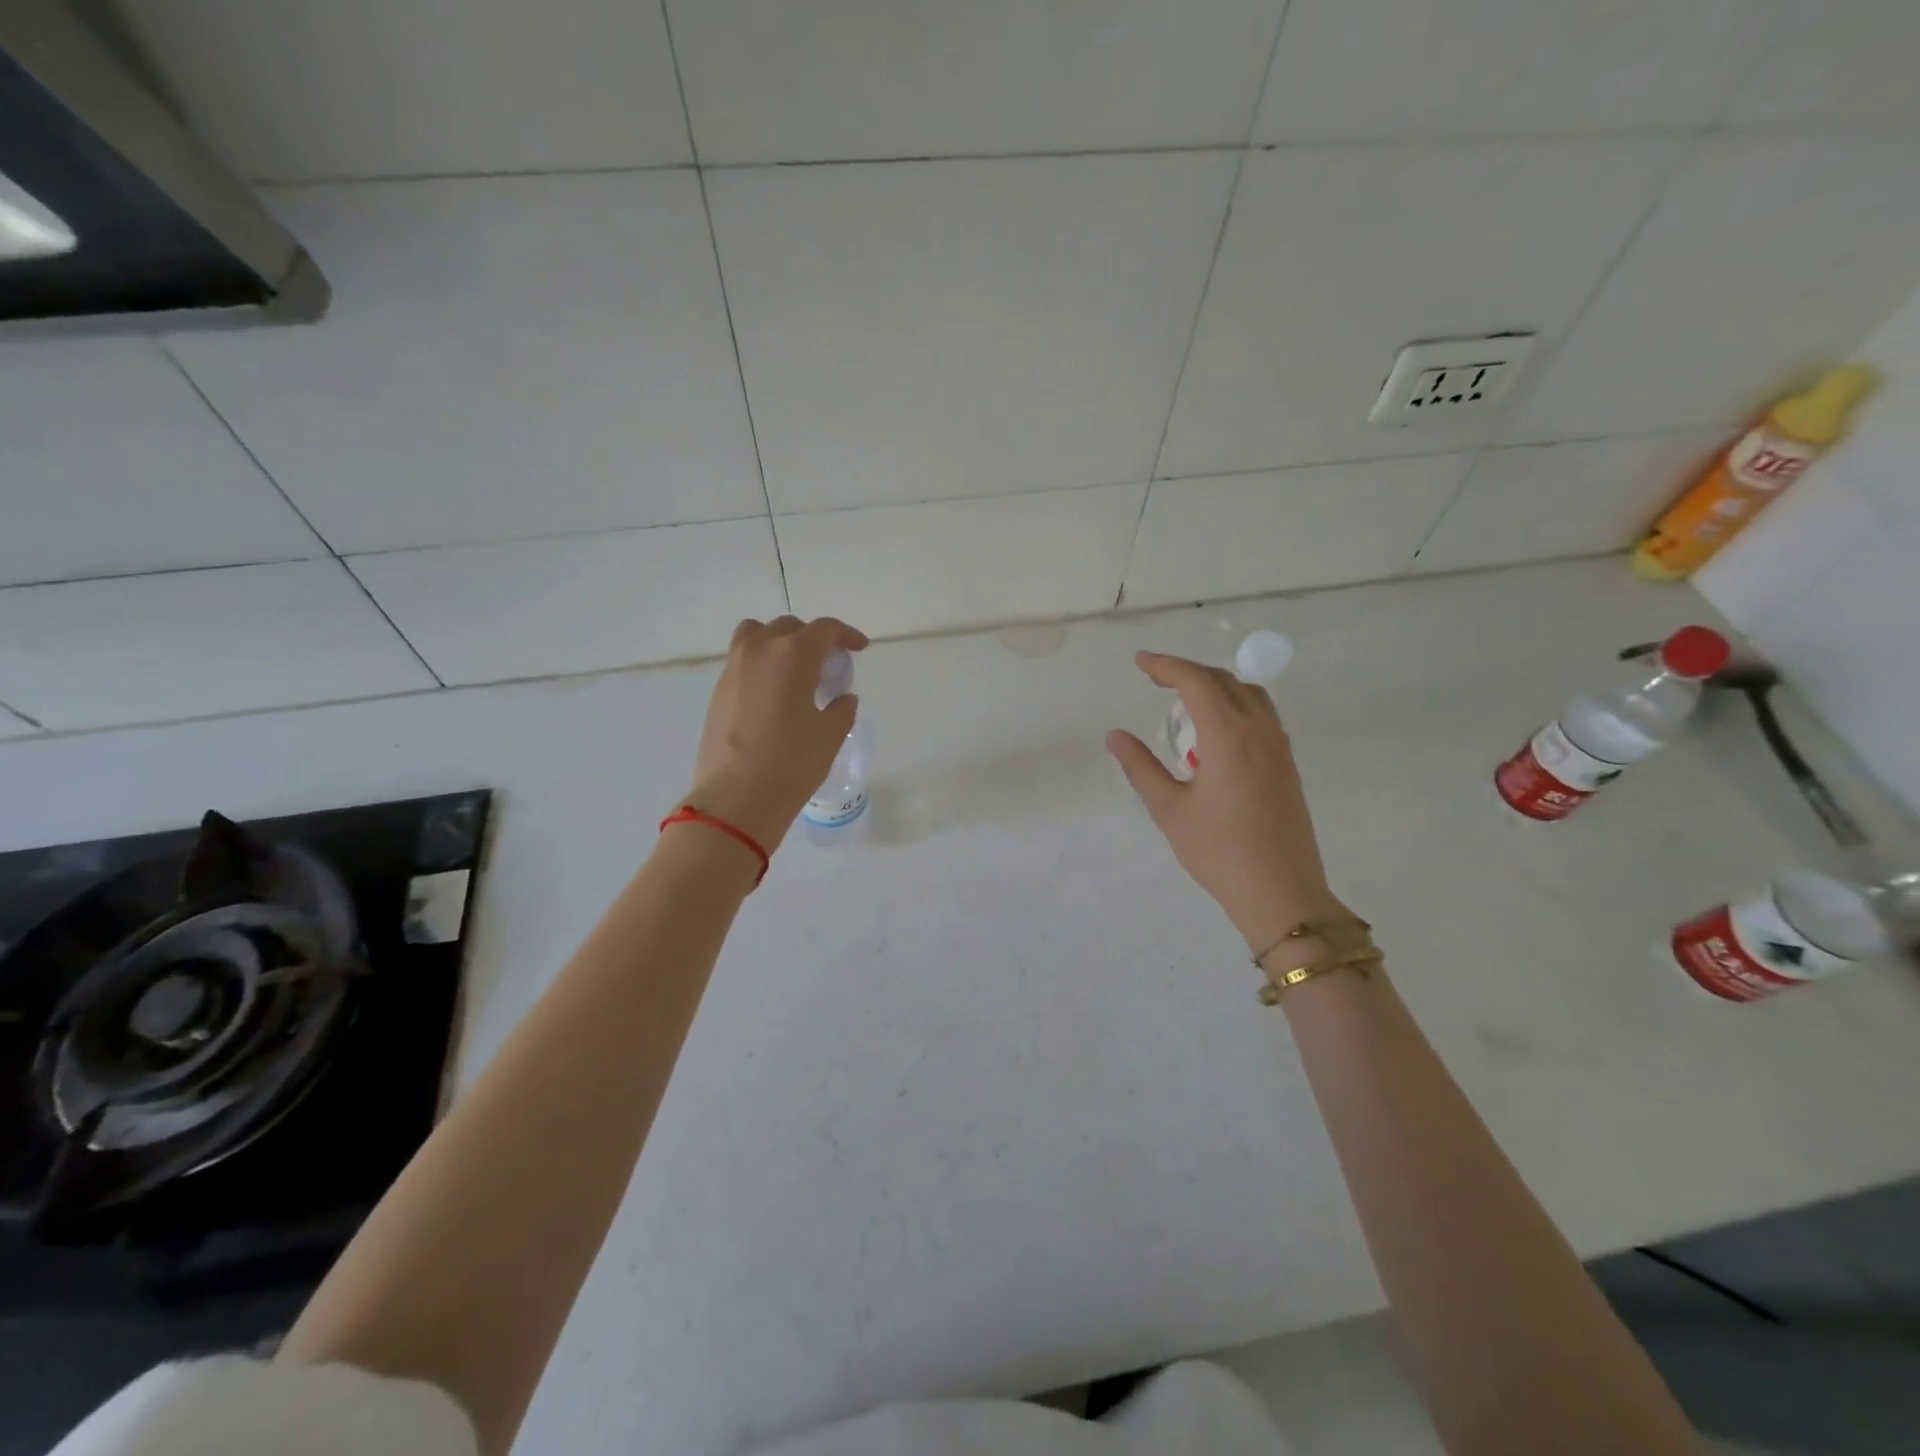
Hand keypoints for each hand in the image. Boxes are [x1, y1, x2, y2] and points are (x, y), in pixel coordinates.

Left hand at [687, 616, 868, 852]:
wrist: (736, 798)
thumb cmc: (791, 763)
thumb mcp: (829, 736)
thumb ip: (841, 710)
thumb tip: (842, 698)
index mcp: (792, 655)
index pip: (824, 630)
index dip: (846, 635)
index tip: (858, 648)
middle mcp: (759, 651)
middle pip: (789, 628)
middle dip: (813, 639)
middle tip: (828, 664)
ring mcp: (733, 669)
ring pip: (757, 635)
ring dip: (780, 643)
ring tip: (794, 670)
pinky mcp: (718, 691)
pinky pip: (743, 660)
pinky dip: (762, 664)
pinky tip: (774, 694)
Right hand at [1107, 652, 1345, 953]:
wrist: (1282, 892)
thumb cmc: (1219, 851)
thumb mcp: (1169, 809)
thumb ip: (1141, 767)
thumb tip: (1115, 736)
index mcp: (1228, 735)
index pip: (1196, 681)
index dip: (1165, 666)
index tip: (1140, 662)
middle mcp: (1259, 730)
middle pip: (1224, 681)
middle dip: (1188, 672)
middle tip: (1155, 680)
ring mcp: (1279, 747)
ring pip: (1249, 695)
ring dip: (1216, 687)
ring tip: (1185, 703)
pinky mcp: (1288, 765)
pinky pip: (1262, 716)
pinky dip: (1235, 707)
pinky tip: (1215, 735)